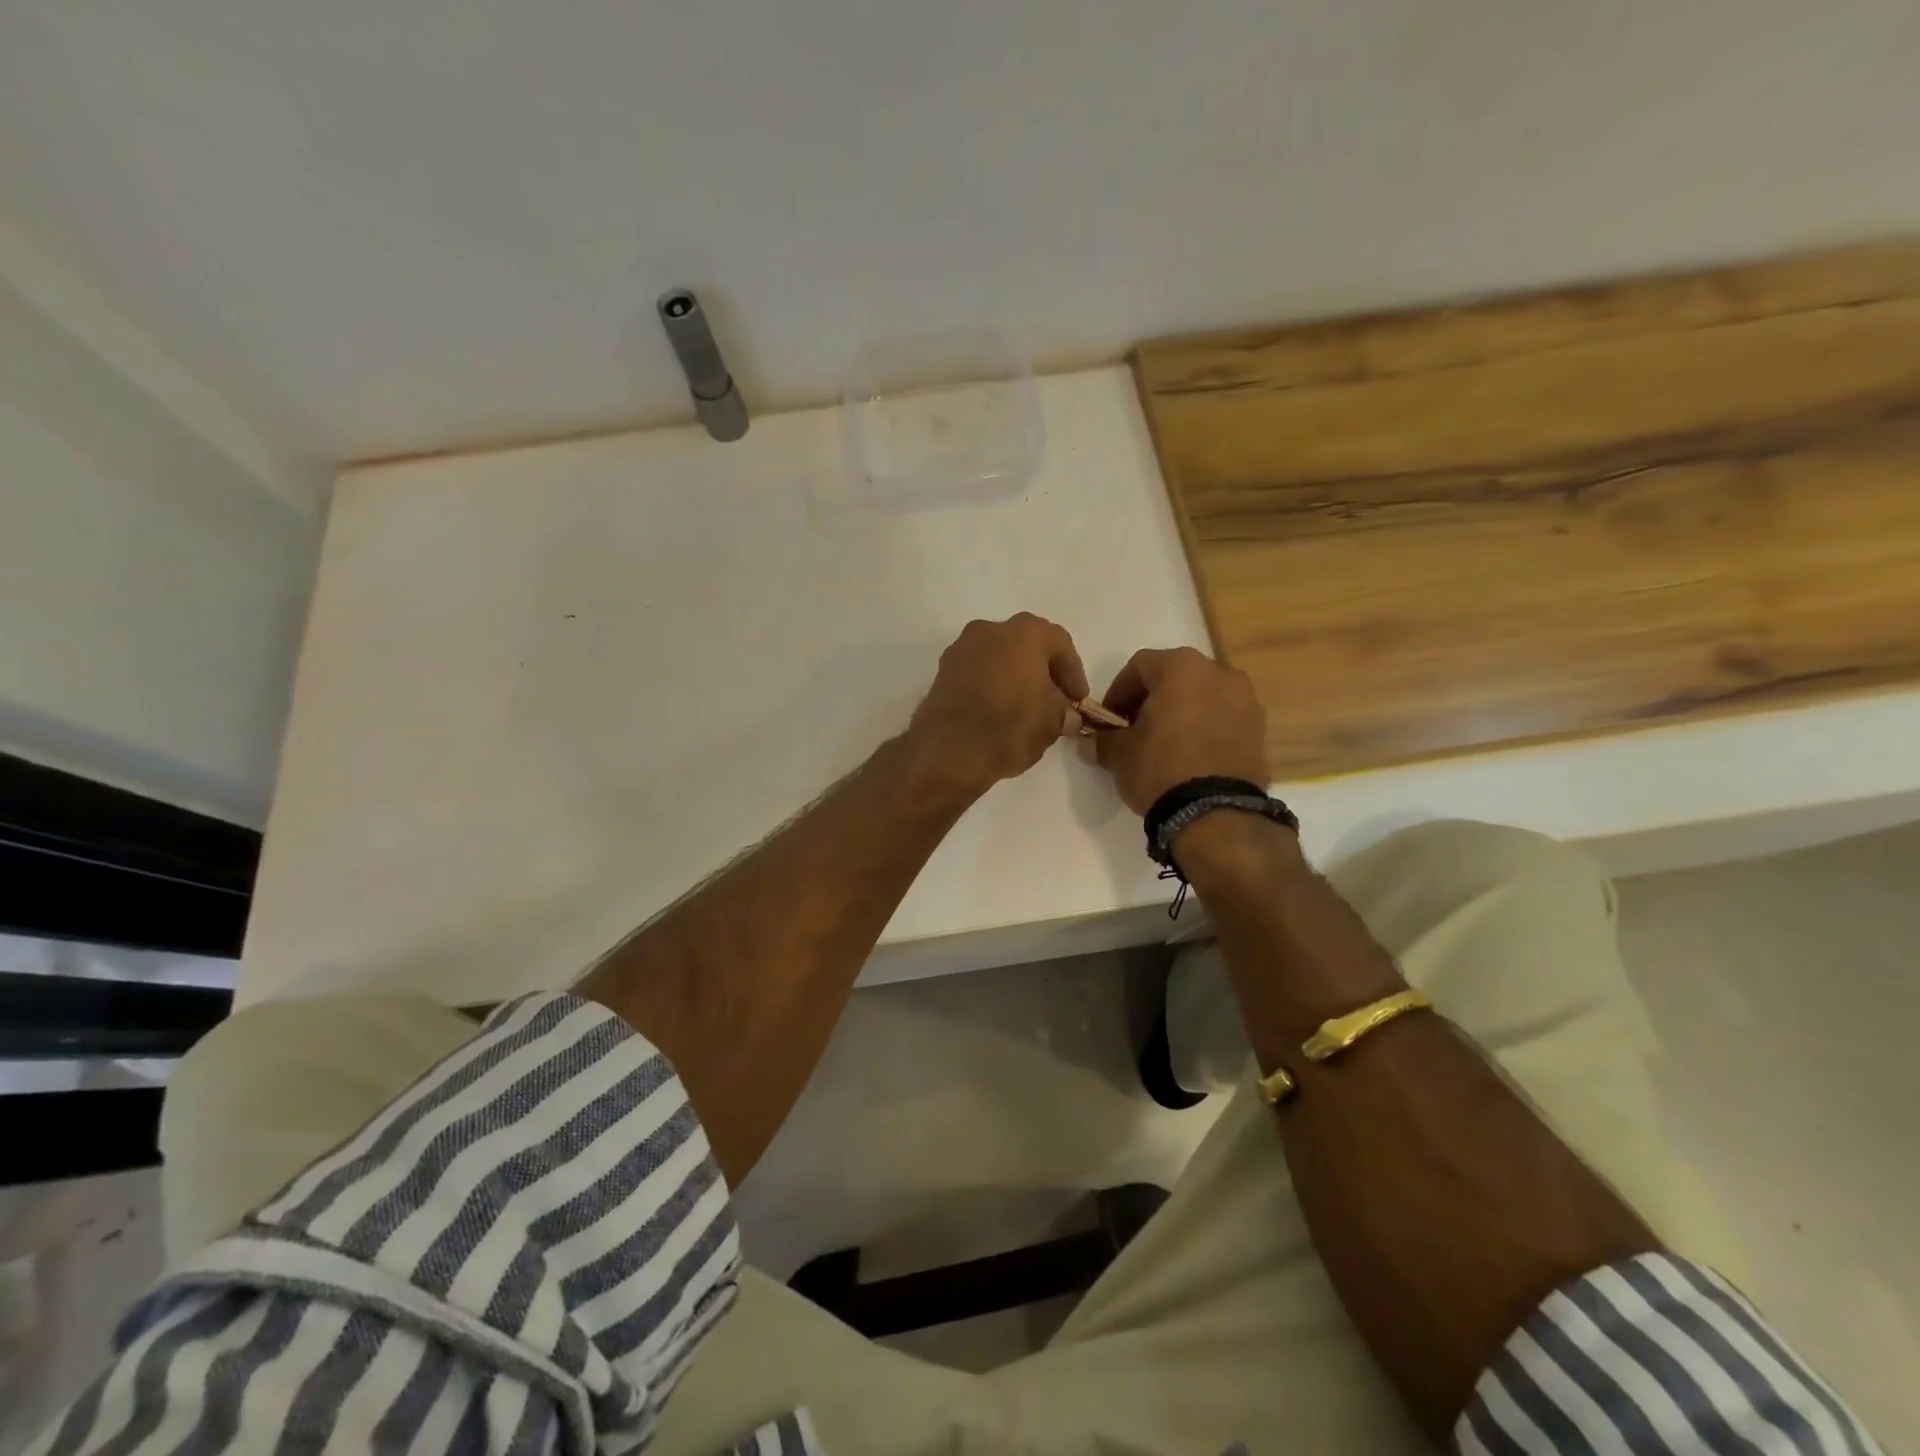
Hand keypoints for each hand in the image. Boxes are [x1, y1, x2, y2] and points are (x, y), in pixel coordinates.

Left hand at [910, 614, 1089, 793]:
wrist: (949, 750)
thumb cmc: (1010, 726)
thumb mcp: (1051, 723)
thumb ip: (1063, 713)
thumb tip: (1067, 716)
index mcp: (1025, 632)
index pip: (1060, 644)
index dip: (1073, 674)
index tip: (1078, 701)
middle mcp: (991, 629)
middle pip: (1027, 646)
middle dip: (1043, 672)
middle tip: (1054, 702)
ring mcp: (961, 648)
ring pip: (999, 657)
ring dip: (1015, 677)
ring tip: (1025, 709)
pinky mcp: (942, 671)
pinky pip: (977, 672)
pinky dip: (991, 685)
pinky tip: (998, 711)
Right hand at [1094, 646, 1267, 814]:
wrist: (1215, 812)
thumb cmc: (1159, 768)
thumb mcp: (1118, 753)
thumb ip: (1103, 739)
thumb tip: (1092, 741)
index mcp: (1181, 667)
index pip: (1139, 666)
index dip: (1118, 692)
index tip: (1109, 720)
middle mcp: (1218, 672)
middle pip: (1175, 677)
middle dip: (1152, 699)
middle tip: (1135, 729)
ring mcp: (1245, 699)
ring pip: (1202, 696)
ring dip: (1181, 712)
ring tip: (1166, 743)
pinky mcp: (1259, 728)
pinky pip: (1223, 718)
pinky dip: (1205, 727)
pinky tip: (1191, 755)